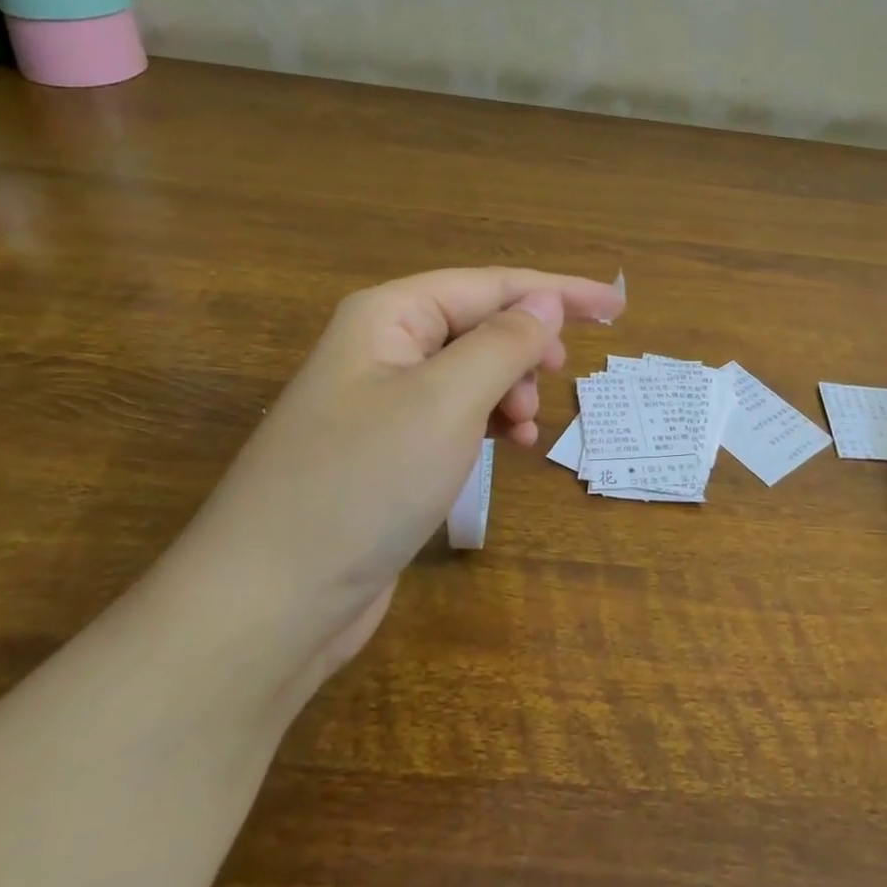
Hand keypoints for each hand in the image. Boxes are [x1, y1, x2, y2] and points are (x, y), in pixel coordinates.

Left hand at [170, 268, 625, 689]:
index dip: (558, 292)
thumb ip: (504, 342)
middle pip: (479, 324)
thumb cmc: (363, 482)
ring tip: (527, 428)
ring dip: (511, 389)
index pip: (491, 284)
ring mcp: (381, 402)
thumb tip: (547, 301)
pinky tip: (509, 447)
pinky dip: (489, 423)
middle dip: (527, 346)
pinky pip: (455, 415)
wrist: (271, 602)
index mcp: (389, 315)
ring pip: (471, 372)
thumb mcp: (447, 401)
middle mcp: (383, 347)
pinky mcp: (386, 451)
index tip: (616, 308)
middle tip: (559, 378)